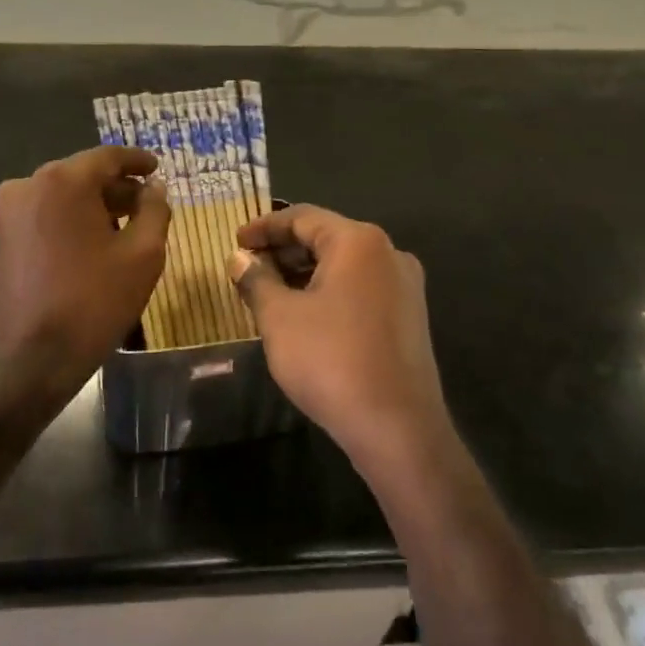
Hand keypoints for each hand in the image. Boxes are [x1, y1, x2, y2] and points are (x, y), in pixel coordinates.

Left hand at [0, 146, 170, 399]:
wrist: (28, 361)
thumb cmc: (93, 303)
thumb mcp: (143, 255)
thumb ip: (155, 210)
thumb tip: (155, 187)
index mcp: (62, 181)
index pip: (107, 157)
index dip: (137, 161)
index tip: (157, 169)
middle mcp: (26, 185)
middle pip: (81, 175)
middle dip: (115, 188)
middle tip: (145, 204)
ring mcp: (6, 213)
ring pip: (59, 196)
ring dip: (91, 206)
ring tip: (121, 229)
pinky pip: (41, 216)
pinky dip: (67, 222)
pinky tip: (89, 245)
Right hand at [230, 205, 452, 469]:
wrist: (397, 428)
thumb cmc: (330, 360)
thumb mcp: (279, 317)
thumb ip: (256, 280)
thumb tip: (239, 259)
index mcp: (359, 241)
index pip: (302, 217)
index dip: (264, 227)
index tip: (235, 241)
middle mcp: (388, 253)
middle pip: (326, 238)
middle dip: (283, 250)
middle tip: (247, 267)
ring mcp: (404, 286)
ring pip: (343, 266)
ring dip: (304, 273)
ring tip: (268, 291)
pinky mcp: (409, 317)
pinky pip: (360, 289)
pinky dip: (328, 292)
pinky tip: (302, 314)